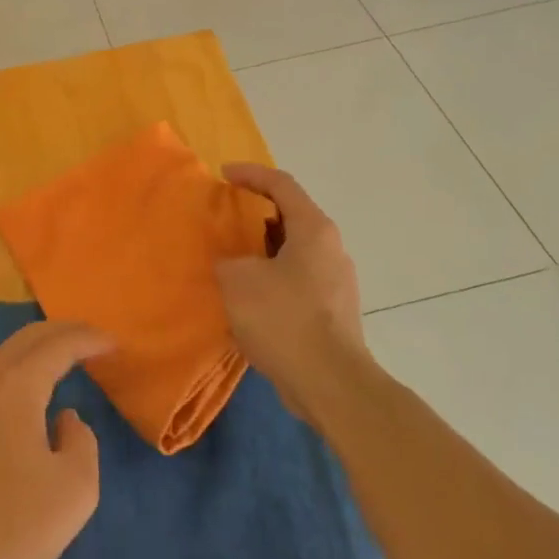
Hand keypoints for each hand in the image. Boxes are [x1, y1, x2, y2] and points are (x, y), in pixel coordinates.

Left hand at [0, 320, 112, 558]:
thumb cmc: (14, 524)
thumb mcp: (75, 489)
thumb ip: (83, 441)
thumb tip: (65, 419)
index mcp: (16, 388)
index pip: (58, 346)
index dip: (89, 339)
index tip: (115, 343)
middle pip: (27, 338)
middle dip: (63, 331)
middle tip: (93, 338)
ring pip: (6, 355)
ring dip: (38, 348)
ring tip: (66, 356)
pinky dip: (20, 367)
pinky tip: (30, 389)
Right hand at [215, 164, 367, 424]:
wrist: (331, 384)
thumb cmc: (284, 319)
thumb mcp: (238, 279)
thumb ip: (227, 258)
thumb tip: (230, 261)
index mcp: (313, 229)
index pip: (281, 184)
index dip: (250, 174)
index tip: (222, 174)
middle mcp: (330, 248)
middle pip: (289, 217)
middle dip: (253, 214)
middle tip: (222, 218)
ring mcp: (335, 282)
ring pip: (292, 251)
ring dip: (260, 250)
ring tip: (229, 258)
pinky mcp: (332, 311)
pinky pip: (296, 280)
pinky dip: (270, 277)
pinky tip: (247, 297)